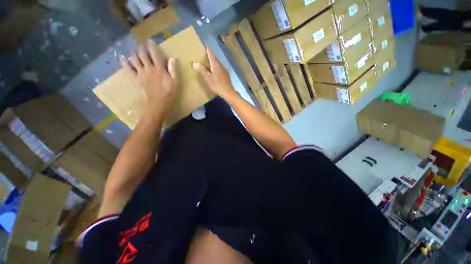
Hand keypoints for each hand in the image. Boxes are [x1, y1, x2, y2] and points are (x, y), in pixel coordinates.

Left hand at [121, 40, 178, 117]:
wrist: (156, 104)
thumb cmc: (168, 94)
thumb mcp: (175, 83)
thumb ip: (173, 70)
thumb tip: (173, 58)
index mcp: (159, 69)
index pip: (154, 53)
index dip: (152, 46)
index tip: (150, 41)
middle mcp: (148, 68)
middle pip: (142, 54)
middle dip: (141, 48)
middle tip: (142, 46)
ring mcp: (140, 73)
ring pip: (134, 58)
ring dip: (134, 53)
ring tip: (135, 51)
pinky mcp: (135, 78)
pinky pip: (128, 68)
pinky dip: (124, 62)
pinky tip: (123, 58)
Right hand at [193, 48, 234, 98]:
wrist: (228, 92)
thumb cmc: (217, 85)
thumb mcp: (208, 78)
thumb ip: (202, 70)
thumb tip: (195, 63)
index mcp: (216, 65)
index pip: (211, 54)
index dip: (208, 49)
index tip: (204, 44)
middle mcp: (221, 66)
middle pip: (215, 59)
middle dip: (210, 56)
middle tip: (204, 54)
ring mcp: (224, 71)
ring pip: (217, 64)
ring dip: (213, 62)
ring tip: (208, 63)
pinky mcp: (226, 76)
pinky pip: (219, 69)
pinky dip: (216, 68)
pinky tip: (214, 71)